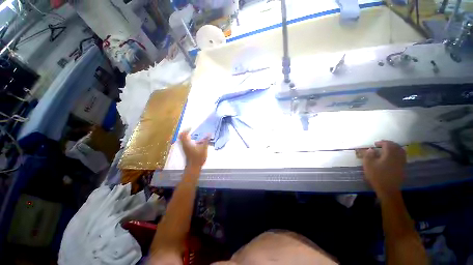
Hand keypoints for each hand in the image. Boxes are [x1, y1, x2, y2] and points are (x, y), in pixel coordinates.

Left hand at [179, 130, 209, 169]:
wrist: (193, 167)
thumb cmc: (198, 158)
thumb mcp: (204, 148)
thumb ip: (206, 140)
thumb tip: (209, 133)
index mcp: (187, 143)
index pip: (184, 134)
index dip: (187, 129)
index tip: (191, 127)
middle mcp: (183, 145)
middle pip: (181, 136)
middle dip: (185, 132)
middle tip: (190, 130)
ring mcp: (183, 148)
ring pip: (181, 139)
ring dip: (185, 135)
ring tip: (191, 134)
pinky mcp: (185, 151)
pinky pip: (183, 142)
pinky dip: (186, 139)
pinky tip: (192, 141)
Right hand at [363, 140, 405, 197]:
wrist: (388, 189)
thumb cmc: (377, 175)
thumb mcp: (368, 164)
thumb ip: (368, 155)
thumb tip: (371, 149)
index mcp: (390, 154)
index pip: (388, 144)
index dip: (381, 142)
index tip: (375, 144)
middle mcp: (398, 156)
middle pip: (396, 146)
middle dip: (388, 144)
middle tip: (381, 145)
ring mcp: (402, 162)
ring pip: (400, 151)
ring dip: (394, 148)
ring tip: (387, 150)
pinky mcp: (402, 168)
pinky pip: (401, 157)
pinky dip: (397, 154)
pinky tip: (391, 157)